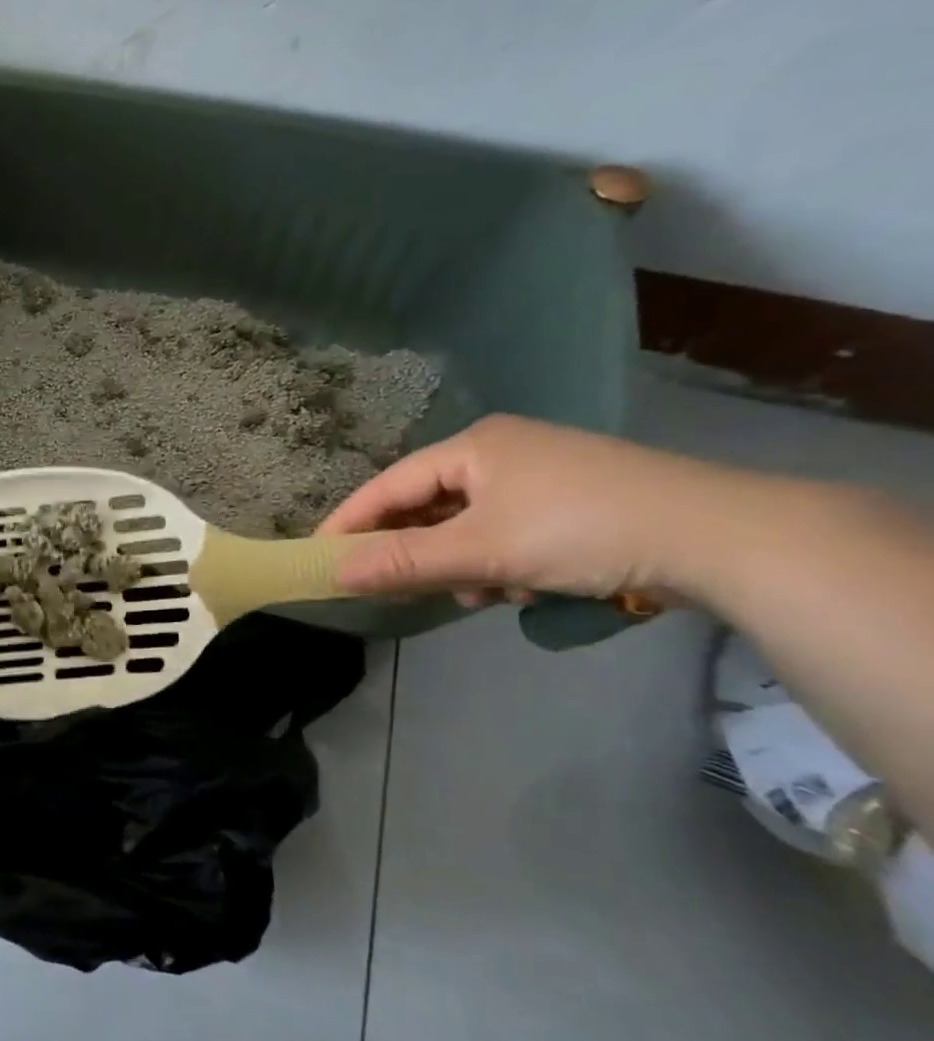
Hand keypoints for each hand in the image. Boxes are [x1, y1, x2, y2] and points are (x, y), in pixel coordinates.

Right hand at [316, 414, 754, 604]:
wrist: (721, 537)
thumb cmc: (582, 530)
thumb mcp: (482, 551)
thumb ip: (404, 562)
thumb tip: (334, 573)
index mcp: (473, 447)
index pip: (389, 485)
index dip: (351, 522)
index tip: (319, 555)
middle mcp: (500, 451)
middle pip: (428, 505)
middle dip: (419, 551)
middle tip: (405, 587)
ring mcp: (538, 475)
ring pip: (467, 525)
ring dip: (464, 564)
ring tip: (486, 593)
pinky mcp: (569, 501)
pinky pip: (504, 532)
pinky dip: (501, 563)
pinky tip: (524, 587)